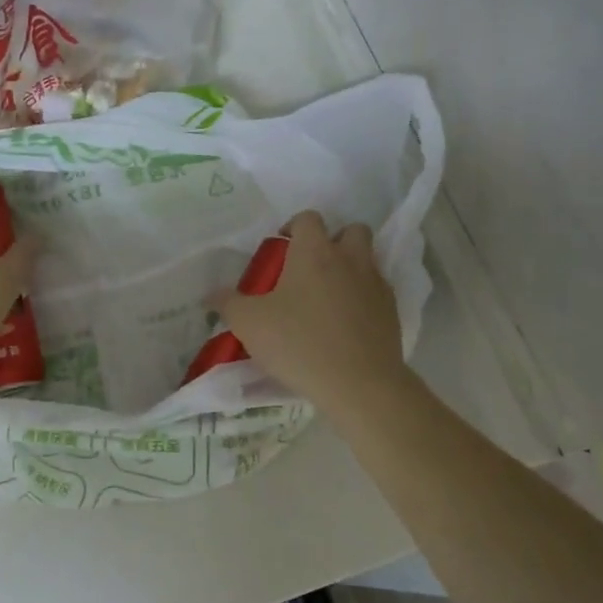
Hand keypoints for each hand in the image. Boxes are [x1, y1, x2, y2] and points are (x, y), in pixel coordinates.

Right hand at [213, 211, 411, 414]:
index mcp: (315, 252)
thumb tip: (211, 294)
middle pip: (350, 230)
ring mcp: (376, 285)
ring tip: (328, 296)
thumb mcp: (249, 324)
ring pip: (368, 260)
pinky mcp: (392, 312)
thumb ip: (228, 303)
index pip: (308, 218)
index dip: (293, 227)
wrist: (359, 384)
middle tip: (311, 268)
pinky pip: (377, 292)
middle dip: (333, 241)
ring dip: (351, 268)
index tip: (280, 250)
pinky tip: (346, 324)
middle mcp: (350, 259)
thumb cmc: (299, 343)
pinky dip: (363, 299)